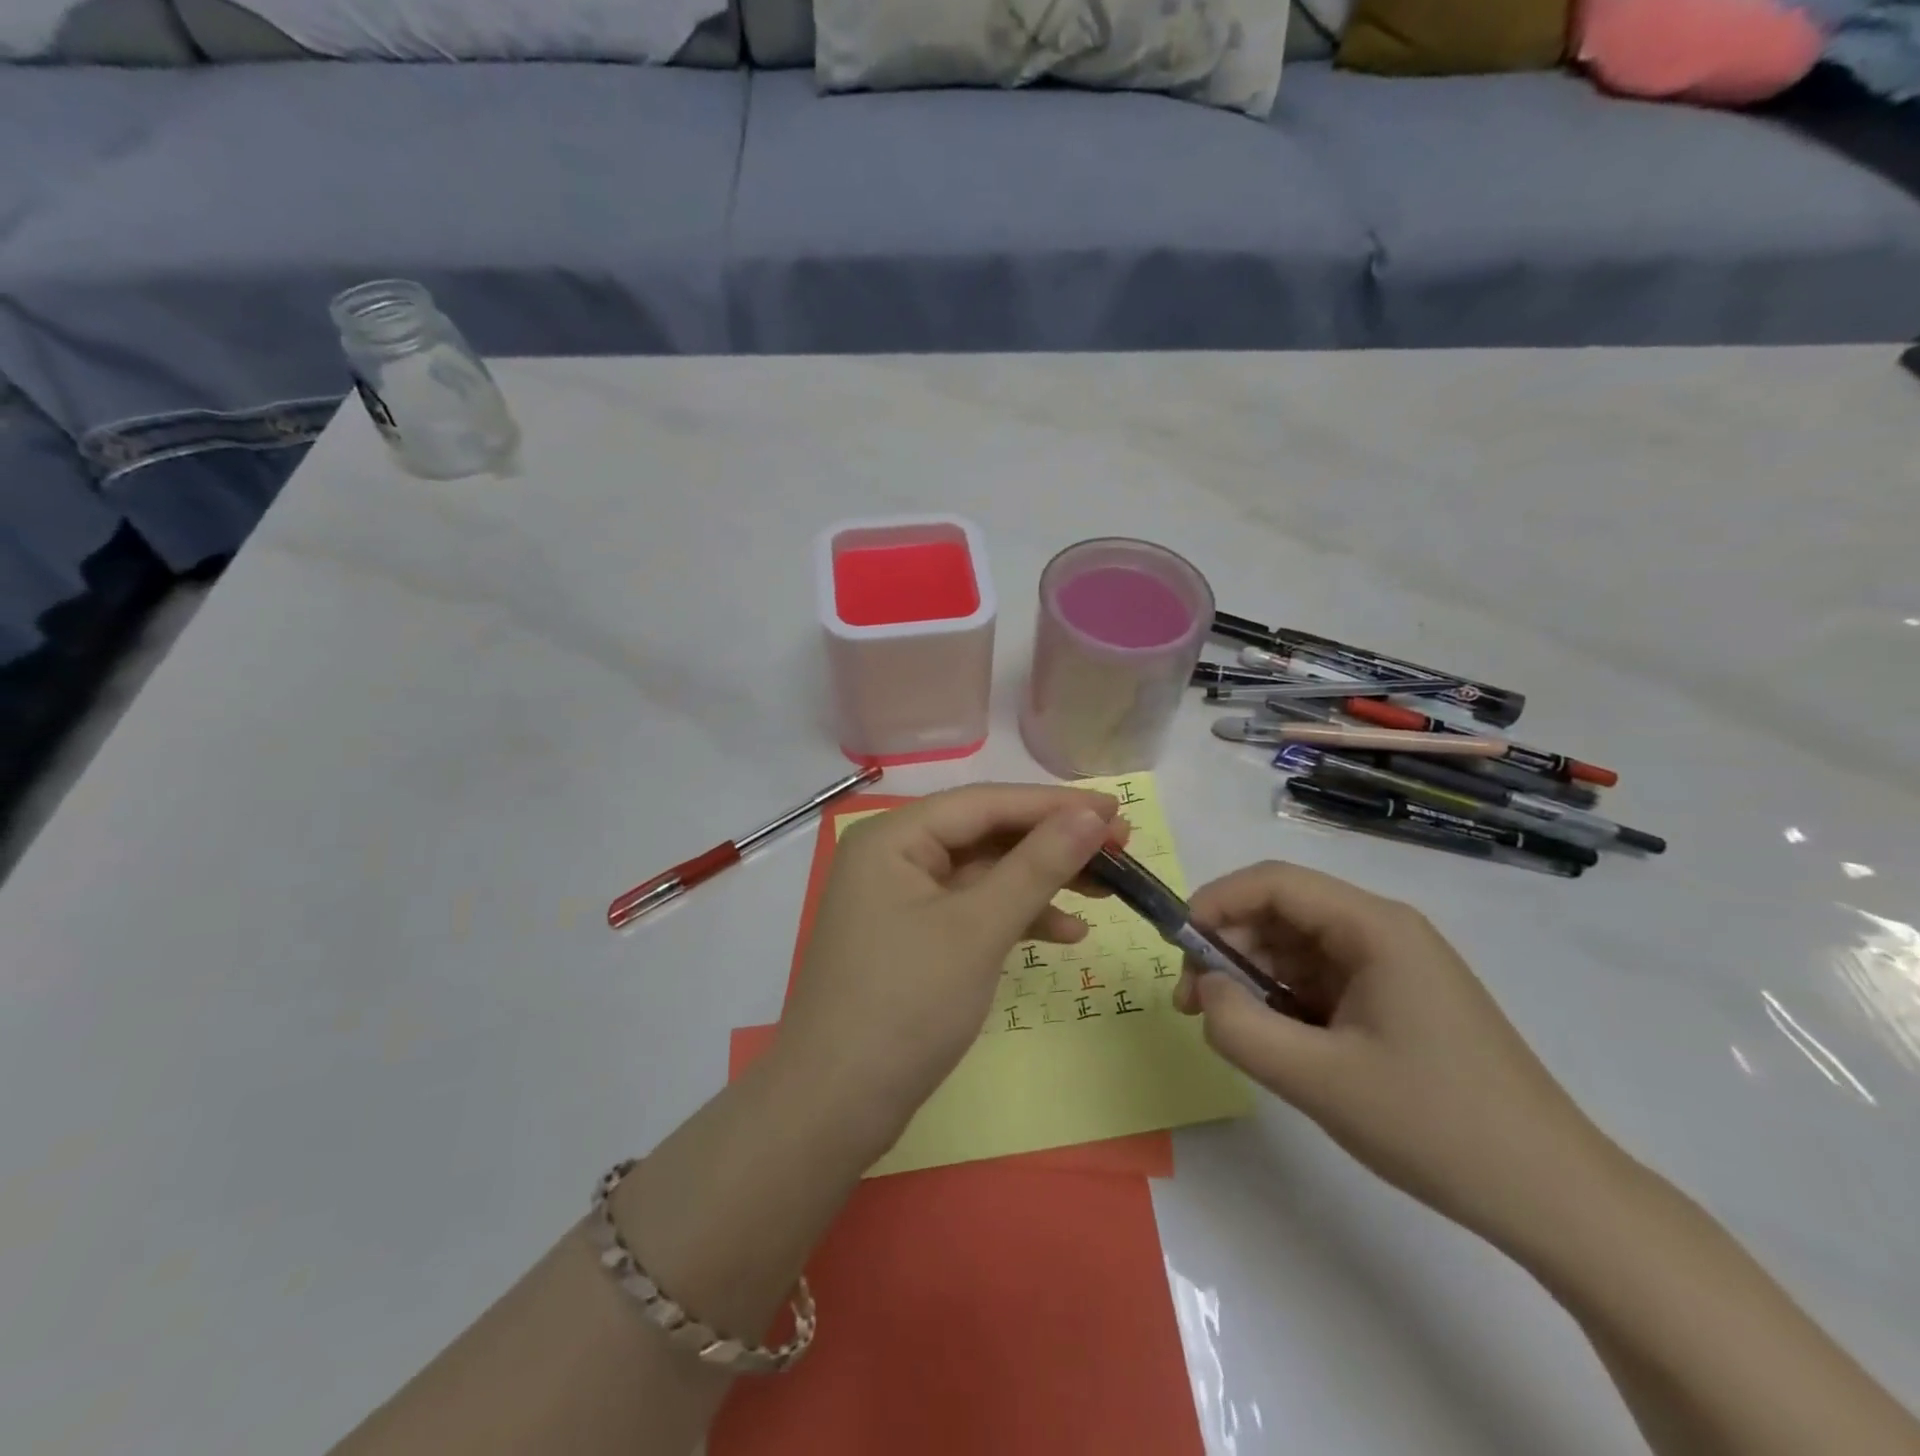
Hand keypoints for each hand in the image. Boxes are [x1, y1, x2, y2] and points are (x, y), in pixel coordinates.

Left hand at [775, 783, 1124, 1151]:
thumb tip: (1091, 816)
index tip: (1116, 811)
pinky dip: (1016, 917)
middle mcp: (894, 856)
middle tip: (1120, 850)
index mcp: (895, 837)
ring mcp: (902, 899)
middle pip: (986, 834)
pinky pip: (973, 910)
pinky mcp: (914, 937)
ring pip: (984, 873)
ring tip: (1106, 893)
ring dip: (1041, 882)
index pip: (986, 803)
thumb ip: (1037, 866)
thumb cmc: (905, 1005)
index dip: (1054, 804)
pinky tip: (1067, 934)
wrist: (835, 1106)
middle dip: (1052, 843)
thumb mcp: (978, 929)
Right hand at [1175, 861, 1618, 1246]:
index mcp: (1374, 927)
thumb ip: (1239, 1028)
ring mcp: (1393, 967)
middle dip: (1228, 947)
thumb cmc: (1436, 1127)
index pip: (1273, 882)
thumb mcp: (1318, 1080)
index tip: (1176, 950)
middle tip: (1194, 1004)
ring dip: (1253, 976)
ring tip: (1231, 1028)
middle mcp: (1384, 931)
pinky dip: (1284, 1000)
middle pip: (1282, 911)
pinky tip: (1275, 1042)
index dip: (1214, 903)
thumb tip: (1203, 991)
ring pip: (1297, 947)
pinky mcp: (1397, 1001)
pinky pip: (1321, 980)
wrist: (1556, 1199)